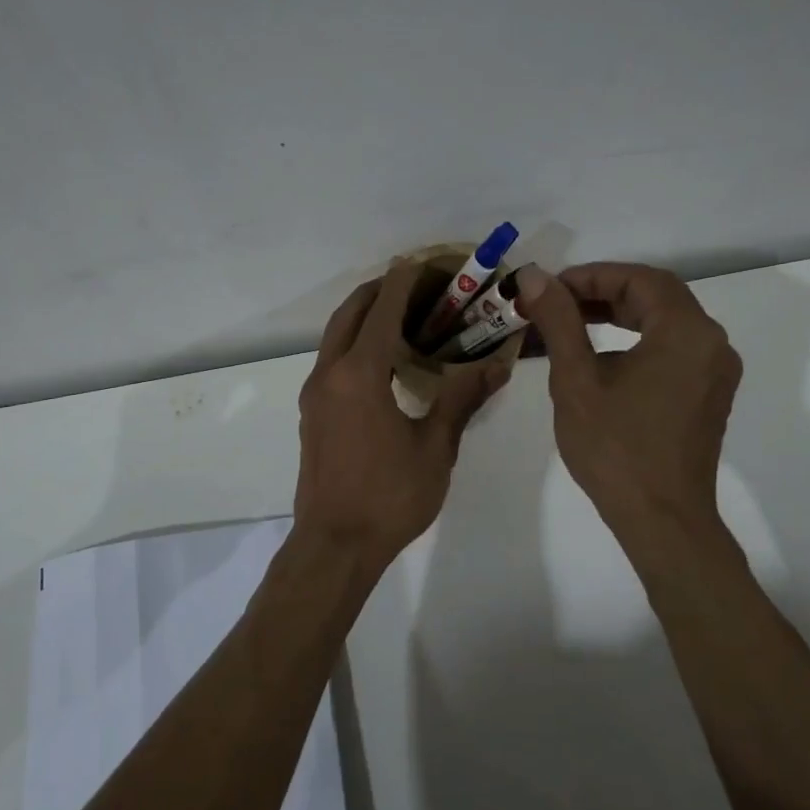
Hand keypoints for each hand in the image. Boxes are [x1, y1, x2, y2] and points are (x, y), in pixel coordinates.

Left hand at [294, 259, 511, 570]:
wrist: (334, 545)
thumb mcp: (435, 447)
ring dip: (366, 314)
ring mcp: (315, 392)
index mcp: (360, 374)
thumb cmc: (389, 497)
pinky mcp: (312, 411)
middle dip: (382, 289)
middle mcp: (330, 373)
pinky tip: (384, 358)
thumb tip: (497, 364)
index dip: (406, 281)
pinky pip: (332, 357)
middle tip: (419, 285)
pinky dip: (355, 340)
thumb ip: (461, 398)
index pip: (383, 309)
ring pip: (336, 333)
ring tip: (405, 314)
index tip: (427, 263)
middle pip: (351, 311)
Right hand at [516, 261, 741, 542]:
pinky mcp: (709, 393)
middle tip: (556, 303)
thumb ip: (558, 320)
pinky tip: (603, 355)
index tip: (550, 288)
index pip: (638, 279)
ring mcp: (715, 370)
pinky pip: (673, 347)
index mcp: (686, 332)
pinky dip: (638, 338)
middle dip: (603, 292)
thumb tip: (534, 276)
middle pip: (656, 295)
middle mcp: (711, 342)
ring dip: (620, 314)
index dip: (590, 276)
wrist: (662, 520)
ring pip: (665, 321)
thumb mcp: (576, 379)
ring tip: (572, 323)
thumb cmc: (615, 448)